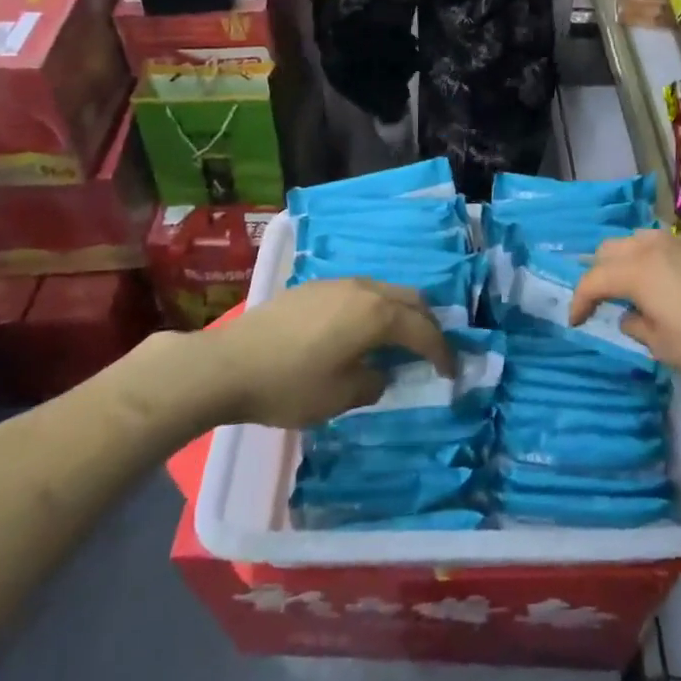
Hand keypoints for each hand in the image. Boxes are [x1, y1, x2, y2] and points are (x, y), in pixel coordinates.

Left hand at [200, 279, 453, 427]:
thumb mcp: (340, 397)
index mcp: (376, 314)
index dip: (442, 352)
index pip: (423, 330)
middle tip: (431, 351)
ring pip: (385, 291)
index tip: (451, 372)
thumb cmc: (290, 384)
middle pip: (410, 299)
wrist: (228, 364)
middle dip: (427, 324)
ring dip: (400, 313)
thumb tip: (379, 372)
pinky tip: (359, 331)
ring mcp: (337, 283)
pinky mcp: (314, 287)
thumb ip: (373, 382)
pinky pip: (360, 292)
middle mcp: (363, 289)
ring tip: (398, 340)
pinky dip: (374, 309)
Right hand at [569, 230, 680, 386]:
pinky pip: (660, 244)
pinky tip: (660, 281)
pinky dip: (648, 258)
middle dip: (597, 273)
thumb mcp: (664, 347)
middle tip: (598, 300)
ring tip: (627, 286)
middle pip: (609, 249)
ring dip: (622, 260)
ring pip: (635, 240)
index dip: (579, 300)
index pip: (593, 279)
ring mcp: (679, 242)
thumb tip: (629, 315)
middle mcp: (652, 247)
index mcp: (637, 271)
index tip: (576, 322)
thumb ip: (637, 327)